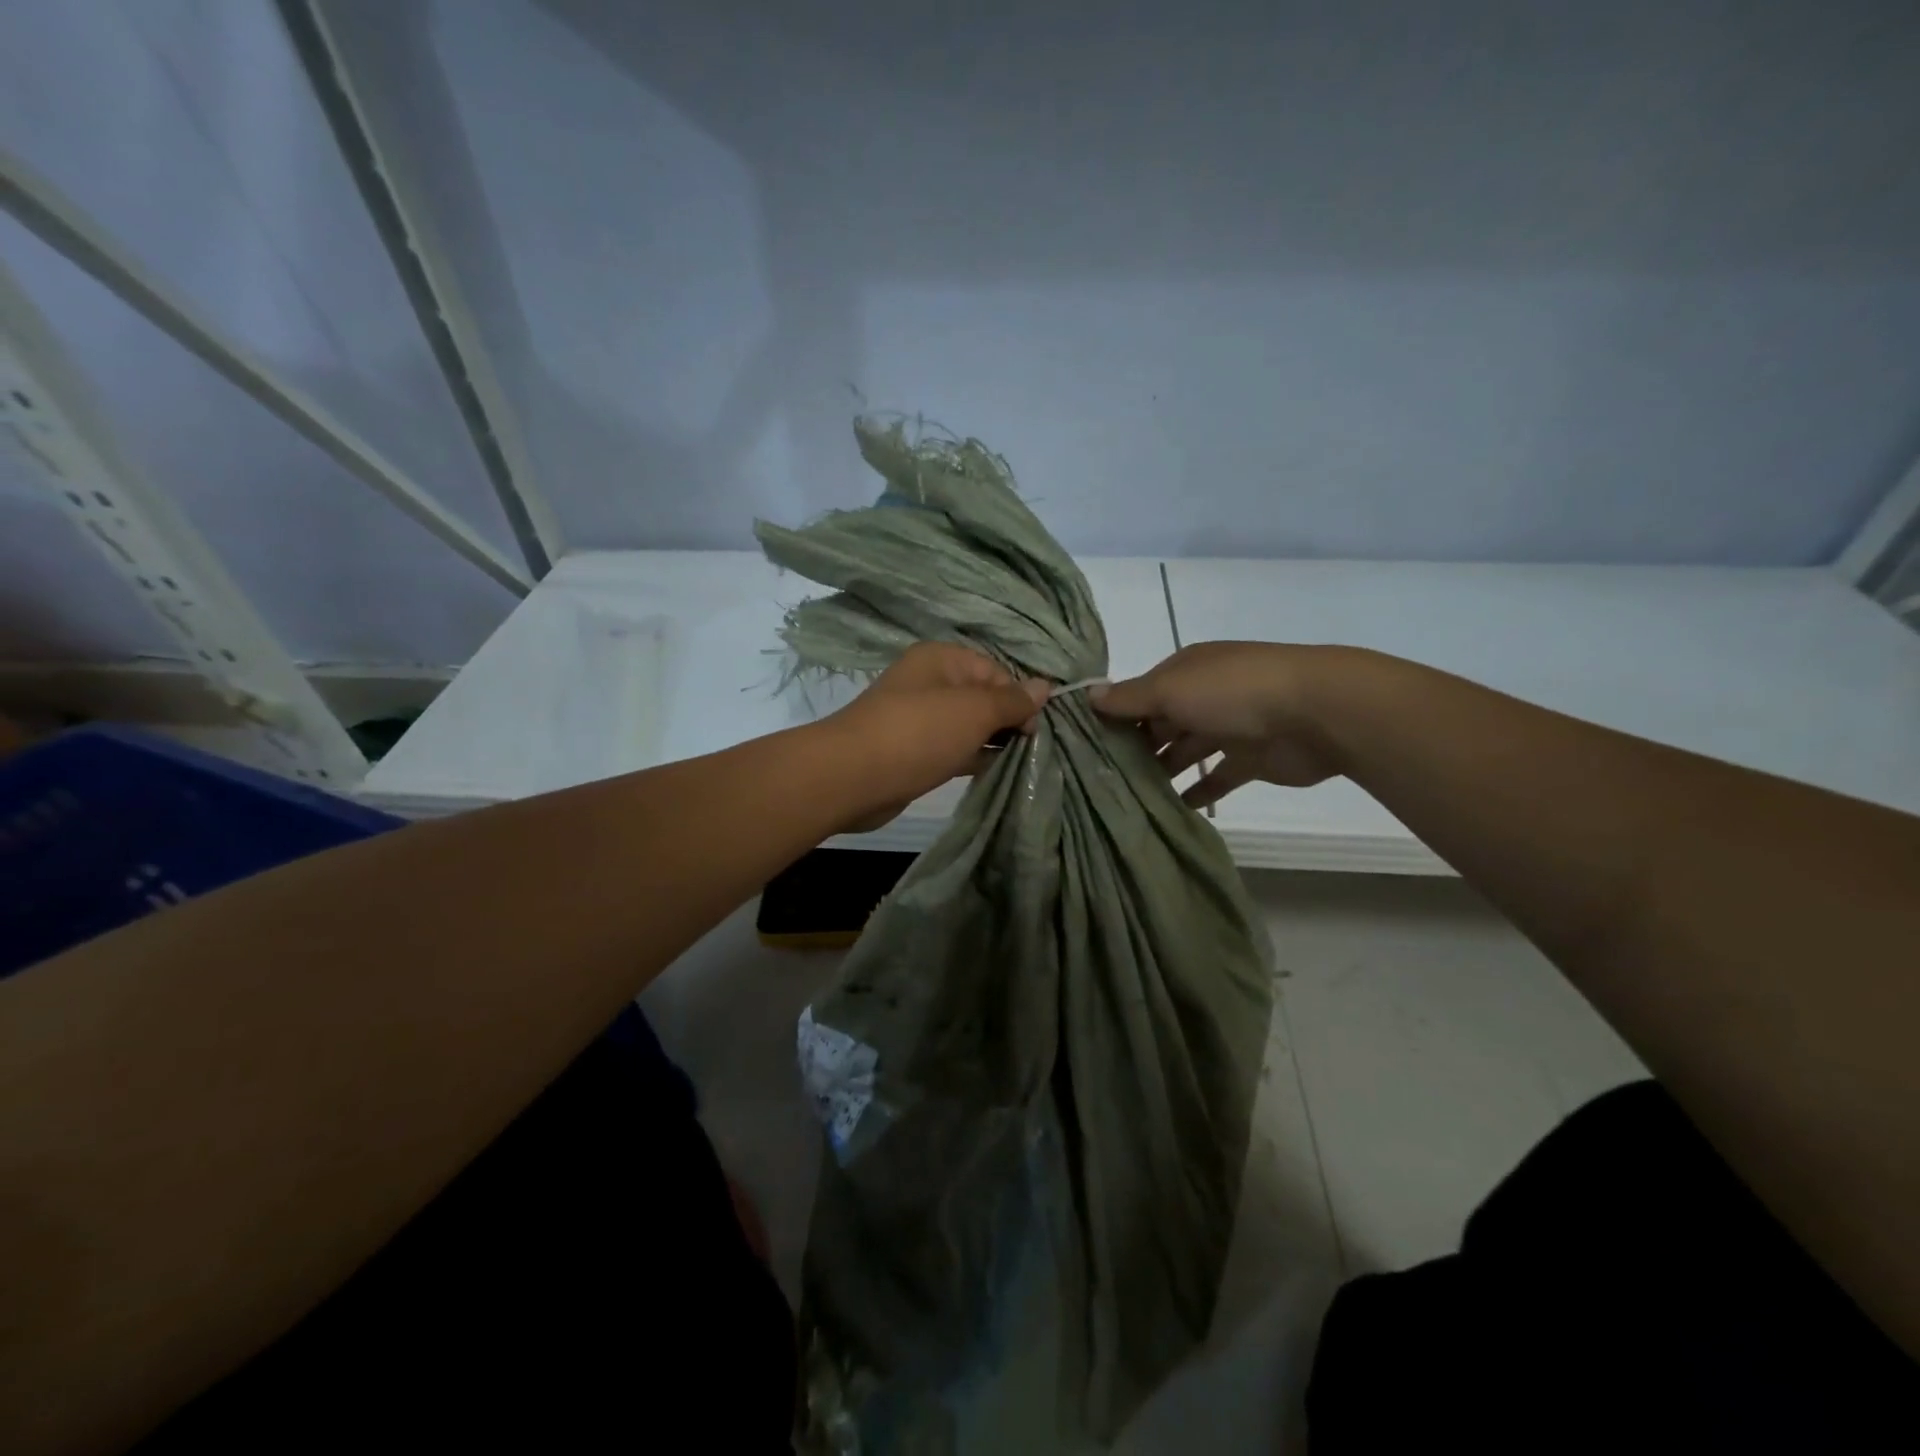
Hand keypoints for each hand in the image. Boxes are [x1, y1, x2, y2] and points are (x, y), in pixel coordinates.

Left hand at [822, 642, 1049, 831]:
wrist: (853, 777)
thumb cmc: (919, 733)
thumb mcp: (974, 711)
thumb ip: (1011, 700)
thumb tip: (1045, 686)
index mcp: (941, 659)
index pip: (994, 670)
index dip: (1018, 696)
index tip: (1034, 728)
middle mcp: (929, 683)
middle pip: (982, 697)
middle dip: (1008, 720)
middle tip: (1032, 747)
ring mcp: (919, 719)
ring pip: (968, 726)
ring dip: (992, 742)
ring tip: (1021, 762)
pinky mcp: (914, 752)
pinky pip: (953, 749)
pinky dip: (973, 758)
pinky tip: (994, 772)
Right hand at [1091, 641, 1344, 807]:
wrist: (1316, 713)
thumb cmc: (1233, 692)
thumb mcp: (1171, 689)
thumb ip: (1130, 698)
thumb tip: (1087, 694)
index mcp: (1185, 671)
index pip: (1140, 693)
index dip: (1115, 716)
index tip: (1084, 745)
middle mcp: (1204, 695)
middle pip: (1161, 723)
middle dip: (1135, 747)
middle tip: (1100, 779)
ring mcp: (1229, 726)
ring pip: (1186, 750)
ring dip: (1162, 770)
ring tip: (1128, 797)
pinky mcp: (1251, 759)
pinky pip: (1216, 777)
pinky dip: (1197, 792)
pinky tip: (1172, 809)